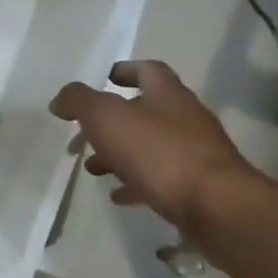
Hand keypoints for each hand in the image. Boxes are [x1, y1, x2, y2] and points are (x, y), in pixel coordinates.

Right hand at [49, 60, 254, 226]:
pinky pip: (160, 179)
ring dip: (119, 154)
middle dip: (110, 121)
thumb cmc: (158, 152)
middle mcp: (185, 119)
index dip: (124, 70)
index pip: (148, 70)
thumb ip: (79, 102)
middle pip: (144, 111)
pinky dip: (136, 183)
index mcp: (168, 95)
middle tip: (81, 135)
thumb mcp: (106, 117)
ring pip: (150, 147)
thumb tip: (61, 99)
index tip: (102, 79)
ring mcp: (195, 155)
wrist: (216, 207)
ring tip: (93, 168)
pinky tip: (118, 195)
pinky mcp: (198, 187)